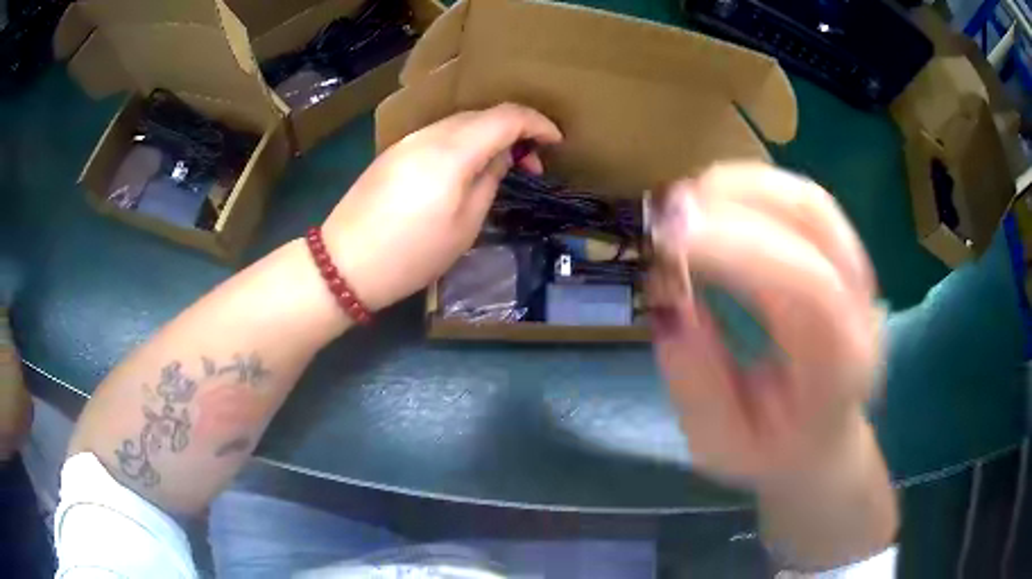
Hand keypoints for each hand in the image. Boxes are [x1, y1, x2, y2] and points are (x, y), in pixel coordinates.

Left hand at [322, 104, 562, 310]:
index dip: (537, 123)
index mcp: (452, 151)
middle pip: (482, 115)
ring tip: (502, 167)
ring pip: (460, 123)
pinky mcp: (393, 152)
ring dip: (488, 136)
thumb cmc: (411, 254)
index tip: (556, 141)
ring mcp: (407, 141)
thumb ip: (489, 180)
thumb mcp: (464, 226)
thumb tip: (501, 156)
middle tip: (531, 163)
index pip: (505, 117)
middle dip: (515, 130)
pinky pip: (439, 135)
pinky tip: (467, 167)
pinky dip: (463, 142)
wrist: (344, 264)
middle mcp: (428, 134)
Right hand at [649, 163, 884, 492]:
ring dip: (743, 185)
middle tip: (665, 213)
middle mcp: (861, 309)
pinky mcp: (845, 256)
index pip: (809, 286)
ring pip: (810, 199)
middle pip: (815, 221)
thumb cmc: (772, 453)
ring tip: (686, 202)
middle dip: (735, 203)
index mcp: (839, 369)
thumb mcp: (720, 448)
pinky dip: (755, 186)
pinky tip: (717, 200)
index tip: (669, 242)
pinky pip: (804, 200)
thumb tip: (670, 303)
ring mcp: (860, 274)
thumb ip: (697, 385)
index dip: (739, 250)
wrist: (822, 442)